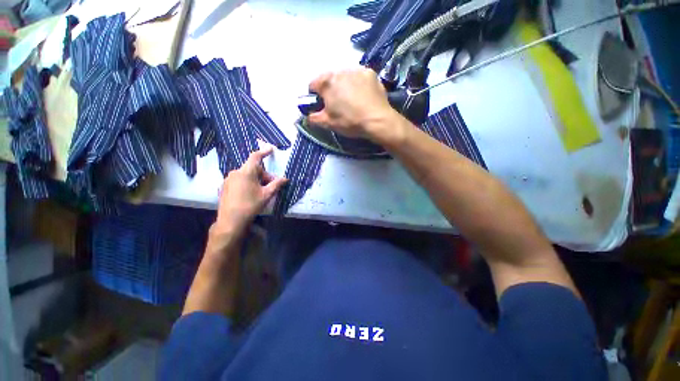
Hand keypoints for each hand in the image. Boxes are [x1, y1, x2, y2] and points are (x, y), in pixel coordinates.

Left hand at [213, 147, 286, 235]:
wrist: (231, 221)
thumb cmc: (251, 205)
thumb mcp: (267, 194)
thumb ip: (276, 184)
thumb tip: (285, 178)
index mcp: (246, 172)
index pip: (255, 157)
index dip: (264, 152)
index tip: (271, 149)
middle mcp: (235, 172)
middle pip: (253, 169)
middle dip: (264, 175)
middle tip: (272, 185)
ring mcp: (228, 179)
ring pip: (246, 175)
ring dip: (256, 180)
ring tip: (261, 192)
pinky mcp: (225, 187)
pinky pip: (239, 180)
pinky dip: (247, 183)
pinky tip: (250, 195)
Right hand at [308, 68, 397, 139]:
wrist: (377, 120)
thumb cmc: (349, 122)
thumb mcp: (328, 123)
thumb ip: (313, 118)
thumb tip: (307, 115)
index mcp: (327, 82)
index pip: (313, 85)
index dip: (315, 97)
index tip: (322, 106)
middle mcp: (340, 71)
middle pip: (330, 80)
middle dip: (331, 91)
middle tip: (339, 106)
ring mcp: (357, 70)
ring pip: (345, 77)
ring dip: (345, 86)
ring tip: (353, 101)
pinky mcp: (370, 73)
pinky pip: (359, 78)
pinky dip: (358, 85)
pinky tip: (363, 96)